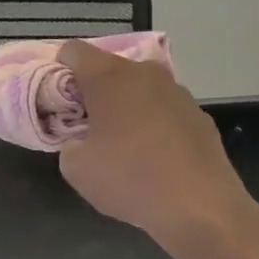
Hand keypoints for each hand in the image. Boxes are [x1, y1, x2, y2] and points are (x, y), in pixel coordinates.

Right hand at [55, 40, 258, 254]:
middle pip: (109, 68)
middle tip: (84, 124)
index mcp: (109, 77)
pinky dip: (153, 124)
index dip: (59, 69)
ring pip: (139, 89)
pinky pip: (164, 110)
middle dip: (93, 90)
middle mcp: (145, 74)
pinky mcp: (200, 115)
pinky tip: (154, 156)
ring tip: (122, 143)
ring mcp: (177, 92)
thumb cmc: (129, 179)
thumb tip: (81, 141)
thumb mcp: (75, 168)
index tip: (57, 98)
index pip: (74, 51)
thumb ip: (68, 144)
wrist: (201, 207)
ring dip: (126, 106)